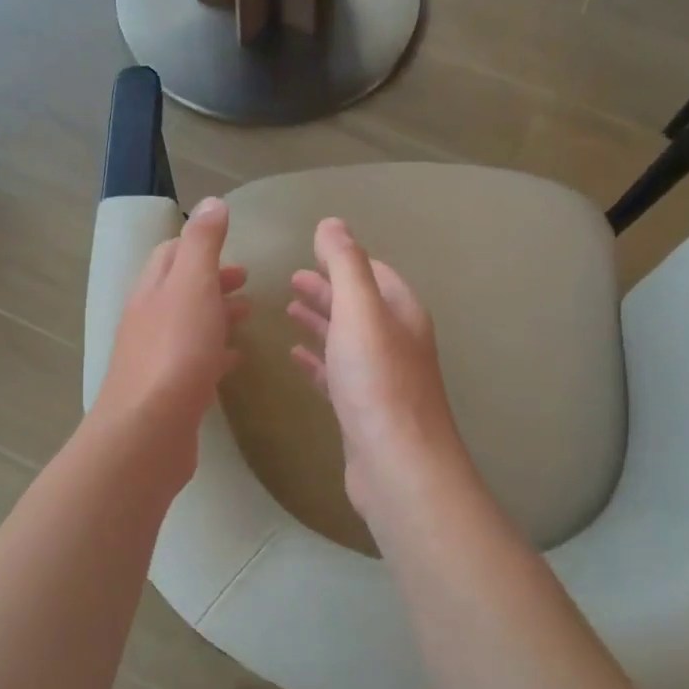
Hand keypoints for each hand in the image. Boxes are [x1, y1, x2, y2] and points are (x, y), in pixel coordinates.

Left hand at [91, 197, 248, 484]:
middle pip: (179, 291)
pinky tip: (235, 359)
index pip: (170, 255)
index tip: (233, 252)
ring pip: (188, 326)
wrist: (149, 430)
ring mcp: (155, 358)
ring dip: (216, 315)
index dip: (199, 247)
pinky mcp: (168, 392)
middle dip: (212, 281)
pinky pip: (194, 362)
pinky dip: (215, 352)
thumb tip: (212, 202)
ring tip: (248, 317)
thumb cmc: (176, 350)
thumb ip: (203, 244)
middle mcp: (148, 320)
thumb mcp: (192, 285)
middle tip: (247, 282)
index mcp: (152, 290)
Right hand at [287, 218, 468, 523]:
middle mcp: (396, 341)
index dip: (345, 260)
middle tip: (291, 280)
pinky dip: (317, 360)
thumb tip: (331, 223)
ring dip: (320, 321)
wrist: (397, 464)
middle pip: (359, 305)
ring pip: (346, 339)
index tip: (312, 251)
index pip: (374, 273)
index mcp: (401, 313)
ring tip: (287, 310)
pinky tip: (296, 357)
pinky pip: (337, 373)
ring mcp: (380, 378)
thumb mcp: (359, 312)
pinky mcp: (363, 409)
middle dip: (328, 289)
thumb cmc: (377, 382)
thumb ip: (345, 265)